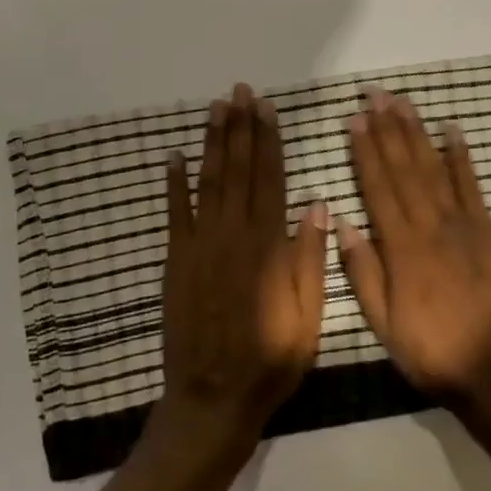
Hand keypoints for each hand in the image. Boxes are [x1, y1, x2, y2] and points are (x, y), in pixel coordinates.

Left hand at [154, 83, 328, 455]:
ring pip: (208, 183)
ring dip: (212, 143)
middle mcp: (233, 237)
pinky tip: (175, 157)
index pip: (271, 180)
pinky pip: (175, 214)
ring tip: (216, 109)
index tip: (268, 108)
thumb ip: (310, 259)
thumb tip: (315, 204)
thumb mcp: (309, 318)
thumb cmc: (271, 361)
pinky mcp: (176, 262)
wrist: (213, 399)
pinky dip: (174, 183)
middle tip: (240, 91)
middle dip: (240, 128)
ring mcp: (200, 247)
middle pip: (238, 171)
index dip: (270, 141)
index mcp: (268, 248)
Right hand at [339, 87, 490, 413]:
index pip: (378, 189)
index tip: (354, 121)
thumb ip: (363, 273)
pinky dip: (461, 156)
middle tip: (376, 95)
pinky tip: (452, 130)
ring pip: (434, 168)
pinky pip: (472, 185)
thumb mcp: (384, 324)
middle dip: (388, 130)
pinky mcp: (488, 229)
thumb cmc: (432, 351)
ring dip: (417, 133)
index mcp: (402, 249)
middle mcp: (431, 226)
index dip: (365, 153)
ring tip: (403, 103)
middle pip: (405, 169)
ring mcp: (463, 224)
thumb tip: (344, 224)